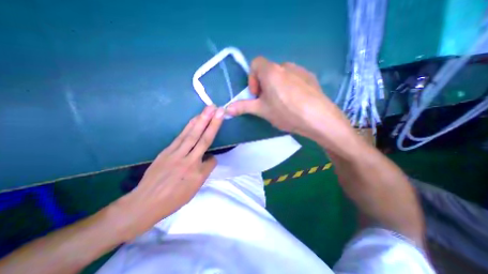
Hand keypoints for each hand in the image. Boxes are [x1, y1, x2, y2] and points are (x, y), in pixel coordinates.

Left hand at [112, 106, 224, 240]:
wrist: (145, 202)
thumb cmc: (173, 199)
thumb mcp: (193, 190)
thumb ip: (204, 172)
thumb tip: (208, 159)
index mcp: (197, 174)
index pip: (211, 161)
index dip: (213, 159)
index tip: (211, 159)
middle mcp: (188, 161)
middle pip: (203, 139)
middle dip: (212, 123)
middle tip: (218, 110)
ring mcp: (176, 154)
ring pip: (191, 134)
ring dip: (201, 120)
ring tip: (208, 109)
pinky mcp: (167, 150)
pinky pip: (181, 136)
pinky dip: (189, 126)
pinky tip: (194, 119)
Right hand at [227, 57, 352, 143]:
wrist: (318, 118)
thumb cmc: (286, 112)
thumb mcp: (262, 110)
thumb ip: (243, 107)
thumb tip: (226, 109)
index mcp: (271, 71)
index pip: (255, 63)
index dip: (252, 79)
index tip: (257, 94)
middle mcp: (285, 65)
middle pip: (268, 70)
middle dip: (264, 85)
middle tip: (268, 102)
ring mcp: (300, 70)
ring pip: (282, 75)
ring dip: (277, 86)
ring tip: (282, 103)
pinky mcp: (310, 77)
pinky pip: (294, 78)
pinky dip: (290, 86)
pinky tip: (295, 101)